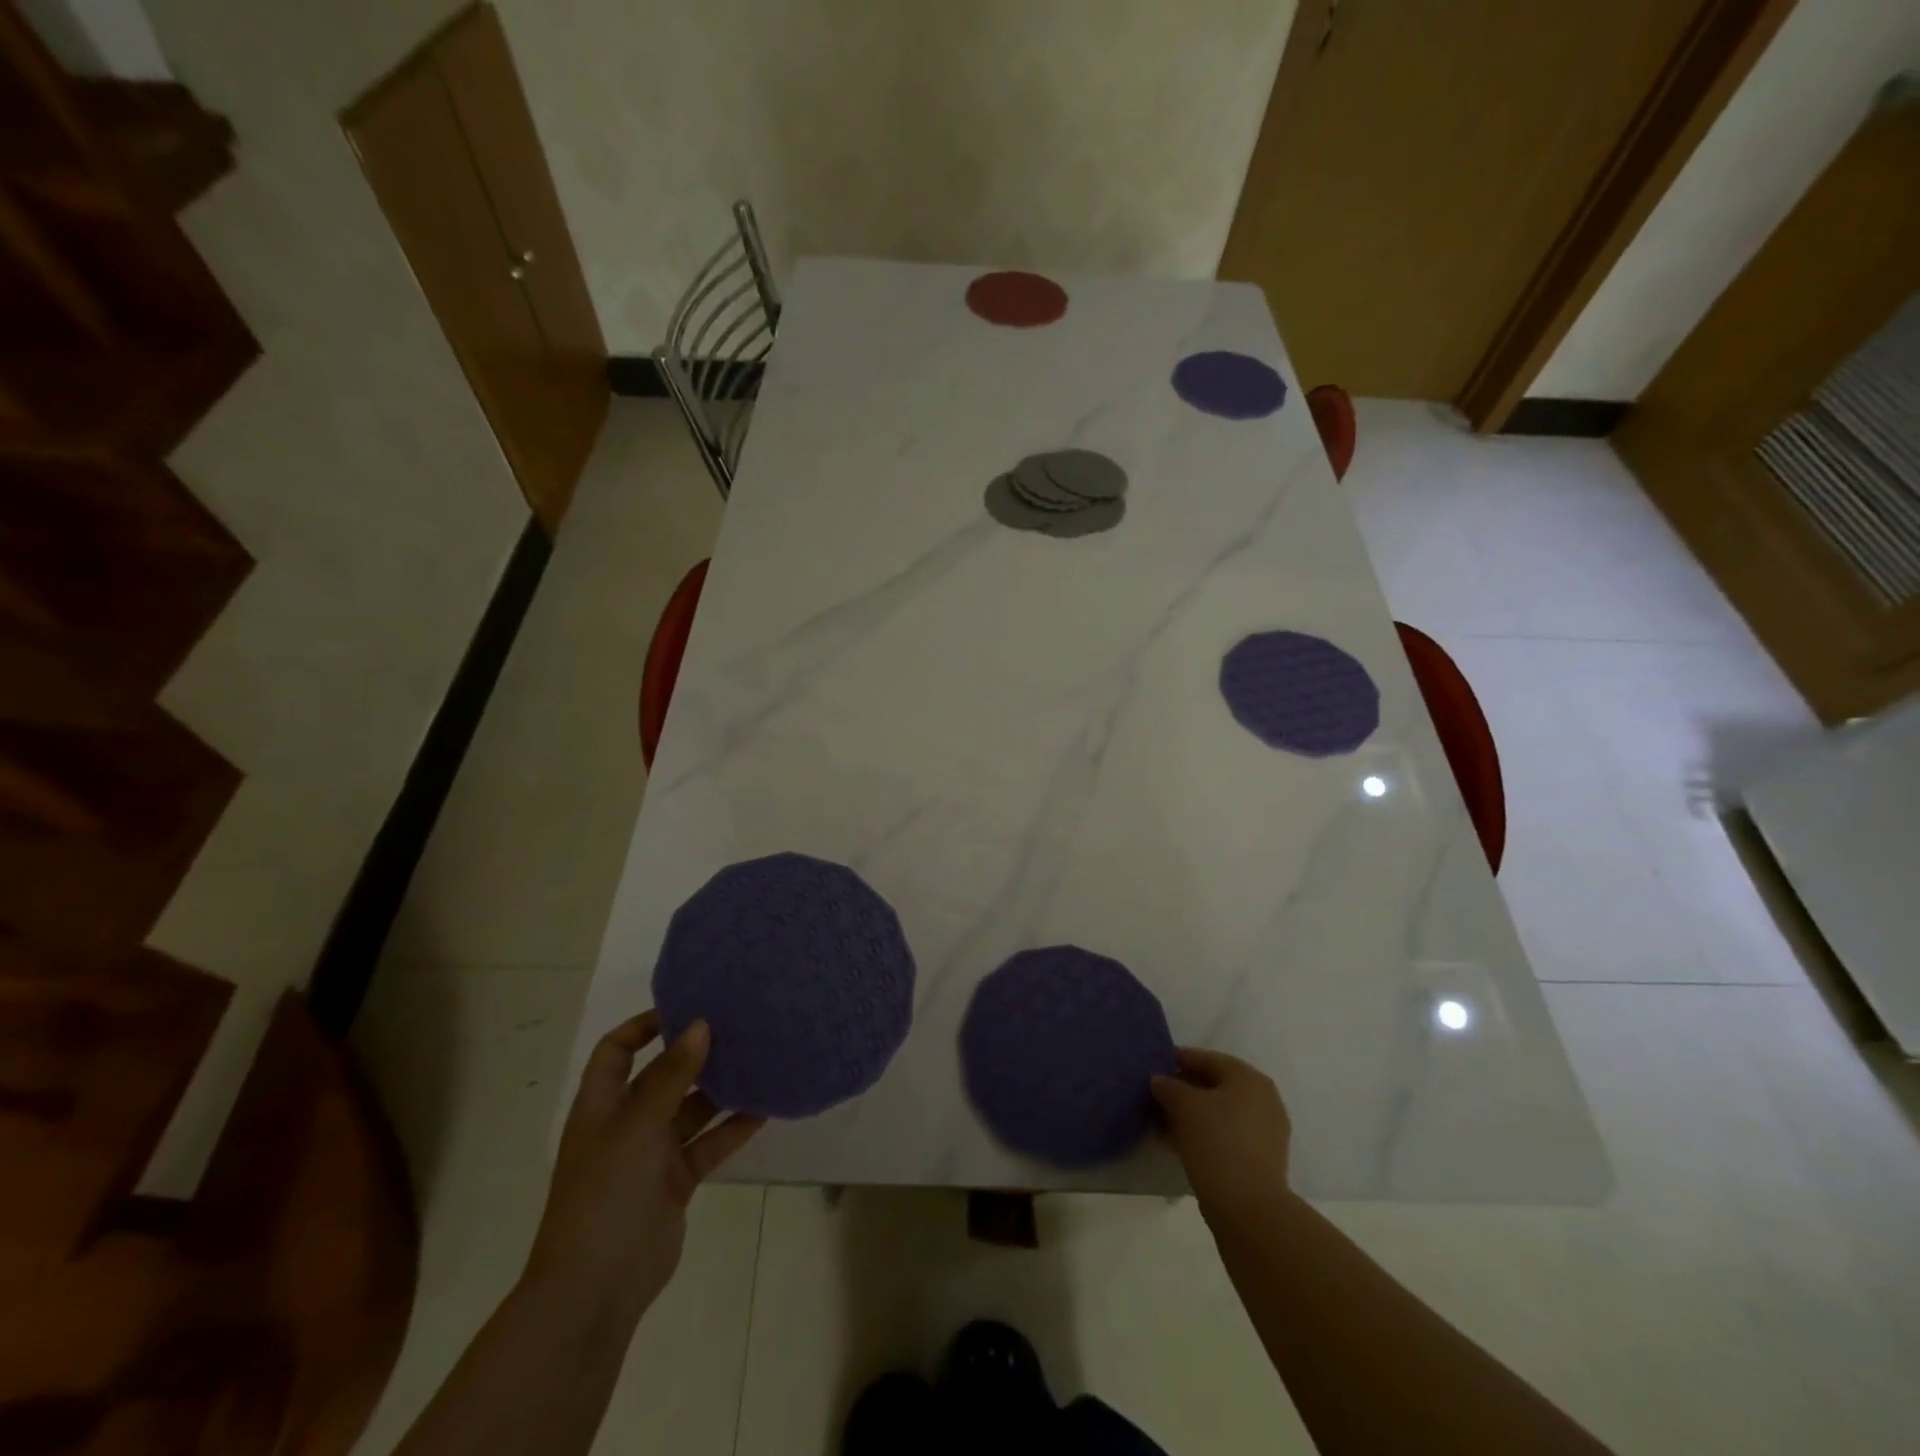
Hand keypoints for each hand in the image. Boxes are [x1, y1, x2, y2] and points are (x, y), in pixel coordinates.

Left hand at [523, 1012, 763, 1327]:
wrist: (595, 1290)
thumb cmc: (605, 1195)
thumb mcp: (636, 1127)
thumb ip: (671, 1077)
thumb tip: (701, 1024)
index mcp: (602, 1106)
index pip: (617, 1051)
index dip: (644, 1026)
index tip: (687, 1006)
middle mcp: (626, 1123)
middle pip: (662, 1075)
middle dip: (695, 1053)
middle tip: (738, 1025)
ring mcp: (652, 1154)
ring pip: (691, 1109)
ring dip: (720, 1089)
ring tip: (759, 1059)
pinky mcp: (676, 1181)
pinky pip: (708, 1144)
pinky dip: (732, 1128)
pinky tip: (764, 1109)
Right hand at [1152, 1047, 1293, 1223]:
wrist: (1249, 1208)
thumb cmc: (1216, 1142)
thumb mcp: (1183, 1105)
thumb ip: (1168, 1085)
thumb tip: (1160, 1081)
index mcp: (1249, 1078)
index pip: (1207, 1059)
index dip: (1178, 1060)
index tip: (1153, 1067)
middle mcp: (1263, 1099)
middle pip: (1215, 1086)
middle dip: (1183, 1090)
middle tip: (1155, 1097)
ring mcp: (1265, 1132)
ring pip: (1220, 1113)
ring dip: (1191, 1115)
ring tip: (1162, 1123)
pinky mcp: (1261, 1160)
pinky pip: (1226, 1136)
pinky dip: (1203, 1135)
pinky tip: (1178, 1144)